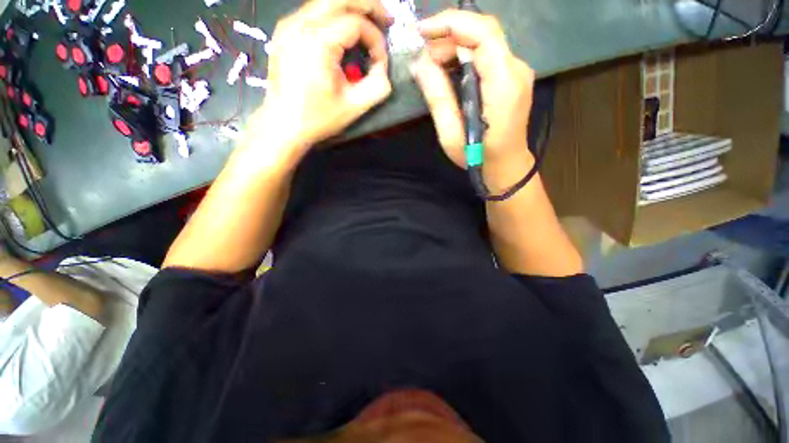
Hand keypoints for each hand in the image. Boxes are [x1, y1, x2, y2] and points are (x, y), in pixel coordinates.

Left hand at [251, 0, 393, 155]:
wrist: (283, 125)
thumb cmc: (318, 118)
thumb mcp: (354, 107)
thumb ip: (377, 86)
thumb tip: (382, 68)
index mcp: (317, 42)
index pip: (356, 23)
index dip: (375, 39)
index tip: (380, 62)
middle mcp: (300, 24)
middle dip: (368, 6)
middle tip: (385, 20)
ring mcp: (289, 25)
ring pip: (325, 1)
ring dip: (351, 9)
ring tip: (369, 25)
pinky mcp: (285, 31)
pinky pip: (313, 12)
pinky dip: (334, 16)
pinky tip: (344, 32)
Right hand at [412, 11, 534, 176]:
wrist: (507, 166)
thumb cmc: (478, 158)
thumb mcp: (452, 134)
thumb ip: (438, 97)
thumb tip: (419, 64)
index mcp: (503, 85)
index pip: (483, 33)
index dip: (451, 23)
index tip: (422, 31)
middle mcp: (516, 70)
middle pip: (484, 33)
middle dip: (449, 36)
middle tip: (423, 57)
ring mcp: (517, 72)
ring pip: (485, 42)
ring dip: (455, 46)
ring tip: (432, 65)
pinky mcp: (512, 78)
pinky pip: (488, 55)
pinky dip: (465, 56)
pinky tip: (448, 69)